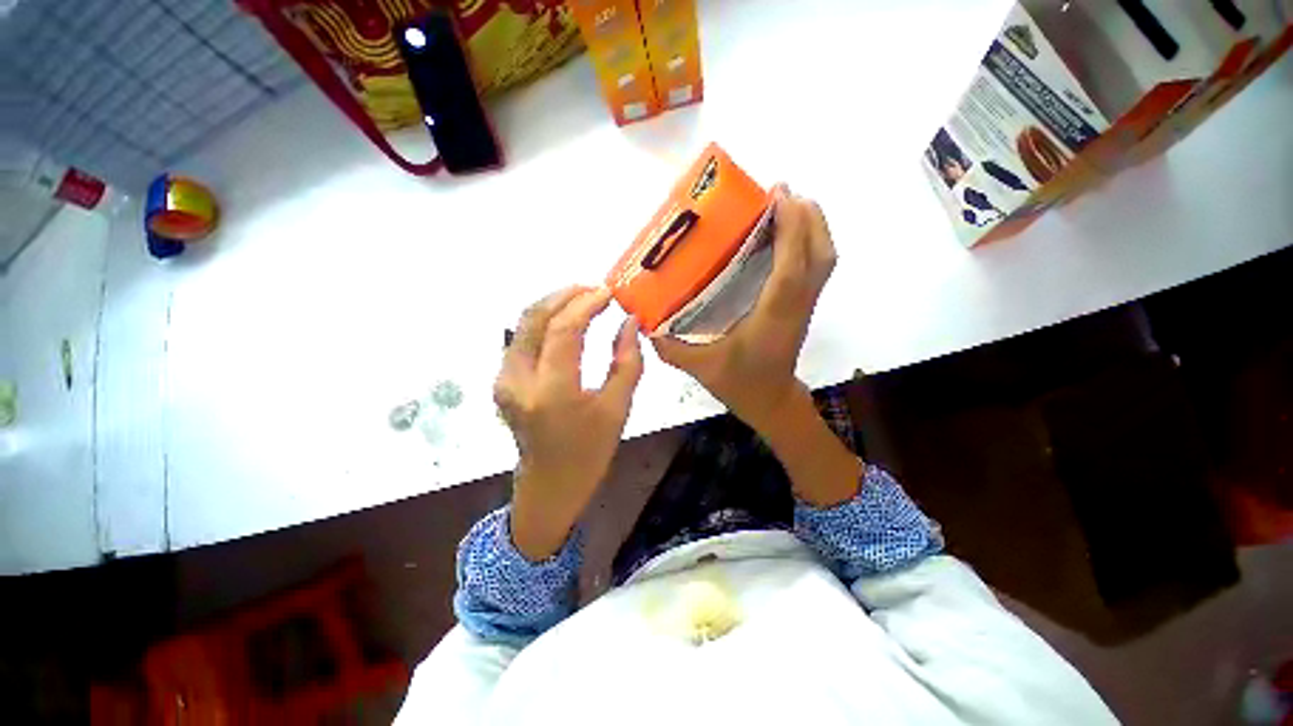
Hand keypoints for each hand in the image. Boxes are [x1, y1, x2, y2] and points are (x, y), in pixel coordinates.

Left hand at [494, 286, 643, 559]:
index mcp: (552, 392)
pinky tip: (566, 321)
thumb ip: (627, 361)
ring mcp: (504, 380)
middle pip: (534, 318)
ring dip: (553, 305)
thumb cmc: (590, 452)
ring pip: (523, 324)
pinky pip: (521, 338)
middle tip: (594, 289)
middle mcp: (518, 380)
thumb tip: (630, 322)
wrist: (549, 486)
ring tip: (583, 299)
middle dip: (565, 295)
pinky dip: (544, 322)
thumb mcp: (618, 409)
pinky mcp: (502, 381)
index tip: (608, 292)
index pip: (564, 330)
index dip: (586, 304)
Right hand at [654, 190, 860, 506]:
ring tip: (787, 204)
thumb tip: (644, 324)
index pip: (791, 266)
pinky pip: (817, 266)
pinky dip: (809, 241)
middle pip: (820, 253)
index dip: (790, 229)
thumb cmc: (740, 383)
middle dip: (806, 216)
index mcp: (773, 315)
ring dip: (812, 224)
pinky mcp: (804, 305)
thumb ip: (670, 348)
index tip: (779, 195)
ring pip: (824, 257)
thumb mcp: (700, 367)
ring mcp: (805, 304)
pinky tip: (786, 235)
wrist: (771, 401)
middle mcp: (796, 304)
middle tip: (779, 192)